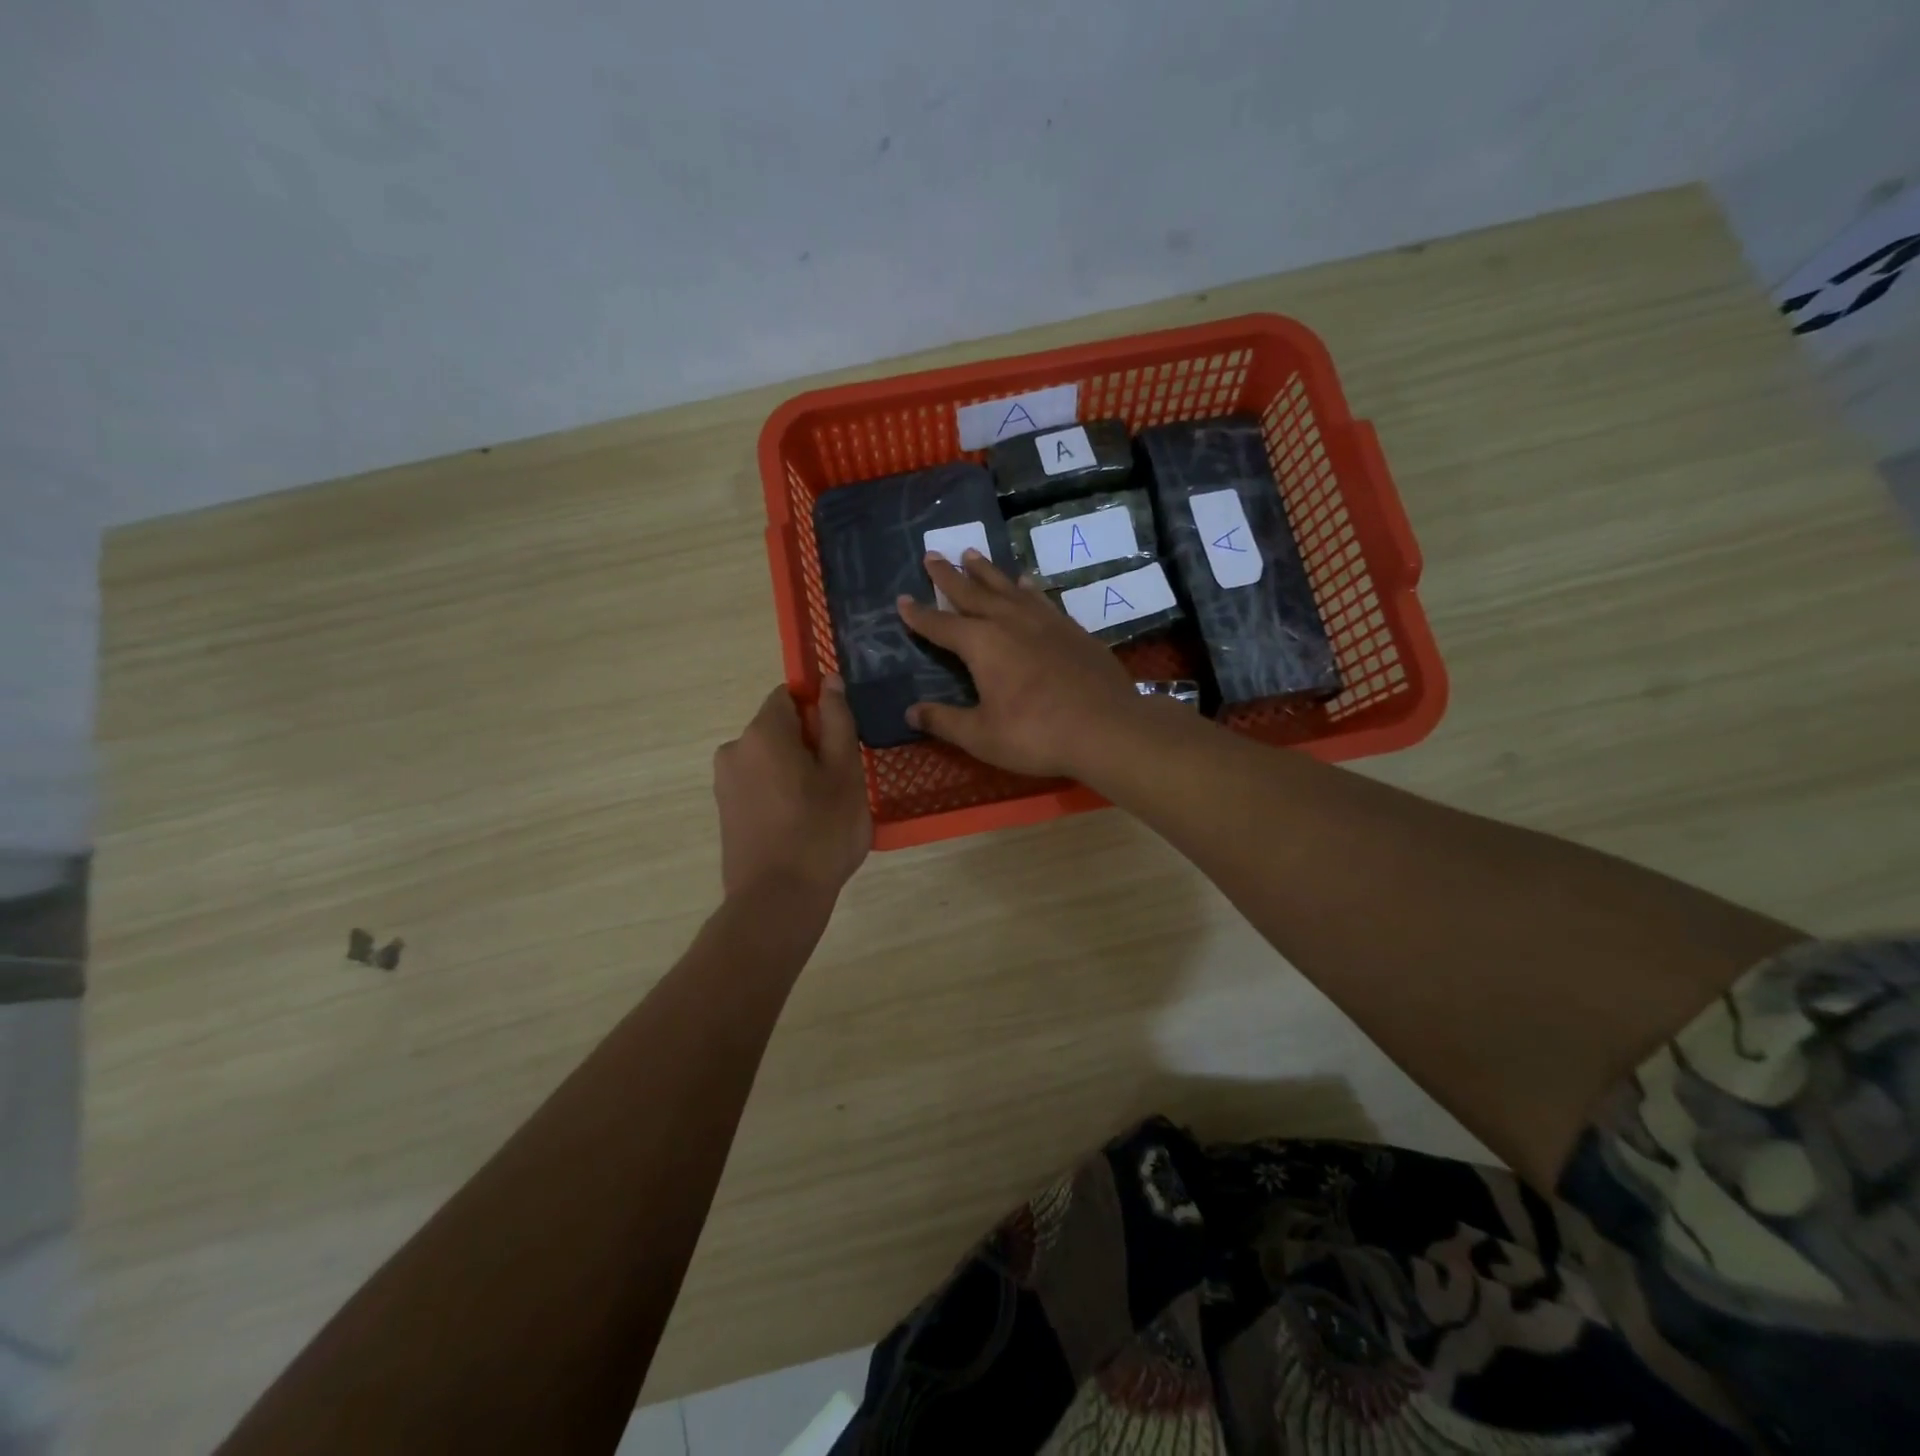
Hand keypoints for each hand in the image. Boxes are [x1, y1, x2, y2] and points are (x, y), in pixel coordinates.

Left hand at [713, 678, 870, 903]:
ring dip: (796, 772)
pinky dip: (780, 794)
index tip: (840, 744)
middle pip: (779, 728)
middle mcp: (734, 749)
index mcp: (762, 733)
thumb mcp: (845, 772)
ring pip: (770, 759)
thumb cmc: (821, 831)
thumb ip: (837, 720)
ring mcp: (724, 783)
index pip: (789, 695)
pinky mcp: (724, 812)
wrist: (777, 901)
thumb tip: (830, 681)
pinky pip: (758, 785)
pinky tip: (800, 827)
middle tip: (839, 782)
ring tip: (822, 810)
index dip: (819, 712)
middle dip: (809, 745)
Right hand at [897, 550, 1142, 778]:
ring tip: (971, 553)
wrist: (1107, 727)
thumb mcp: (981, 736)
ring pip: (1007, 586)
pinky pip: (1040, 597)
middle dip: (949, 575)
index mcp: (981, 644)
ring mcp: (1043, 620)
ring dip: (986, 570)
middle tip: (932, 554)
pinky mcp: (1070, 628)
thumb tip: (910, 712)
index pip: (940, 625)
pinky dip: (1026, 586)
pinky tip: (1025, 581)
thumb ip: (944, 721)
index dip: (919, 615)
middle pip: (972, 592)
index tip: (902, 599)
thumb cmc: (1036, 734)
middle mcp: (1009, 621)